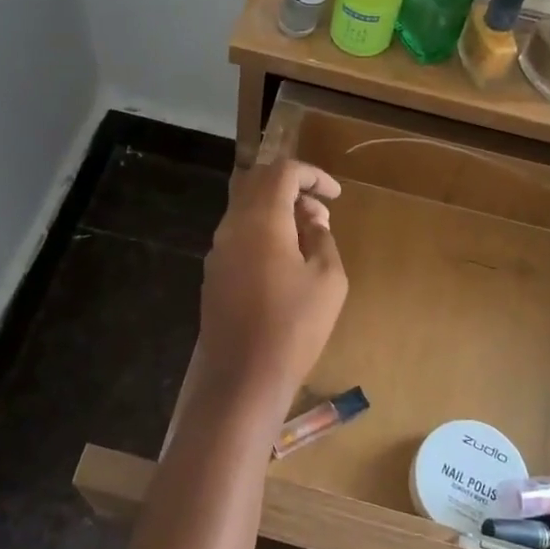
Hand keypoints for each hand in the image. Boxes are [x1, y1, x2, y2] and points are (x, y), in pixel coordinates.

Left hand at [195, 159, 348, 417]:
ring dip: (276, 210)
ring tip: (308, 237)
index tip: (336, 195)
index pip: (282, 171)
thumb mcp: (328, 279)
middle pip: (257, 183)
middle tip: (321, 211)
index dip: (312, 175)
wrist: (242, 377)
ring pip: (245, 208)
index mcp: (261, 220)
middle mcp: (232, 226)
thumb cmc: (294, 326)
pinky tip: (284, 260)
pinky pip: (238, 234)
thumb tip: (311, 220)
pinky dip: (262, 231)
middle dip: (292, 187)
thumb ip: (322, 238)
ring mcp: (217, 250)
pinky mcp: (214, 273)